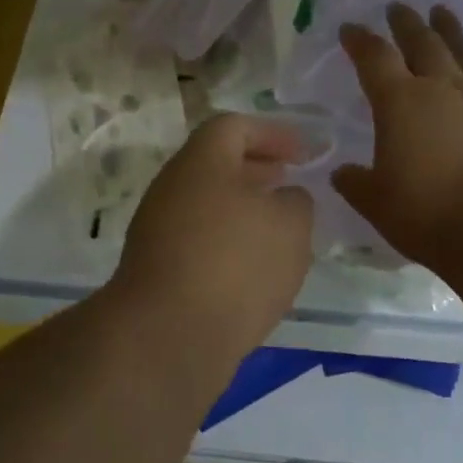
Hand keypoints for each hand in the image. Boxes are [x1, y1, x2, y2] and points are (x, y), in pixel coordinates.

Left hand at [114, 113, 314, 363]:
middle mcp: (173, 188)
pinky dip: (229, 243)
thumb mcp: (290, 224)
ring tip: (280, 230)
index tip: (304, 153)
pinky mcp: (158, 270)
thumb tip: (284, 199)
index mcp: (201, 162)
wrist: (169, 336)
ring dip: (245, 210)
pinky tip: (256, 269)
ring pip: (209, 205)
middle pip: (217, 165)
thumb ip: (296, 201)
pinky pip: (200, 241)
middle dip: (258, 171)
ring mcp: (159, 230)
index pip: (234, 127)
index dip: (273, 133)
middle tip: (291, 183)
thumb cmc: (236, 264)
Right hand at [333, 2, 462, 266]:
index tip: (350, 29)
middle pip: (422, 42)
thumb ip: (357, 184)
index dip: (360, 41)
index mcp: (400, 102)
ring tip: (442, 14)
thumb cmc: (430, 214)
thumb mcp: (378, 204)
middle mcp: (443, 86)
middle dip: (406, 23)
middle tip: (398, 8)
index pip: (374, 59)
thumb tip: (342, 173)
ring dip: (451, 30)